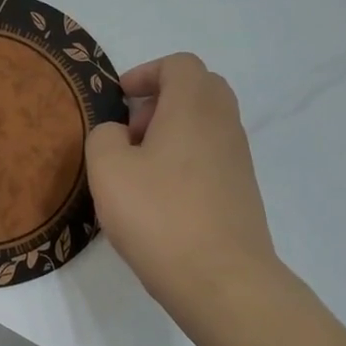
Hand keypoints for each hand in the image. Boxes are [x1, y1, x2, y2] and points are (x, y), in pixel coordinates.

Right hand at [85, 53, 277, 312]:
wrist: (221, 280)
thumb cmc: (159, 216)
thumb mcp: (107, 170)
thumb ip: (104, 137)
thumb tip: (119, 135)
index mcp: (193, 107)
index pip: (180, 65)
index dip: (146, 73)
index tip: (120, 99)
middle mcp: (223, 125)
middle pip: (199, 89)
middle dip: (161, 100)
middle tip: (131, 131)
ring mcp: (238, 159)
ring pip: (206, 124)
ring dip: (172, 132)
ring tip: (139, 169)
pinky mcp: (241, 191)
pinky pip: (211, 156)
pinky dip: (185, 159)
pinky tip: (160, 197)